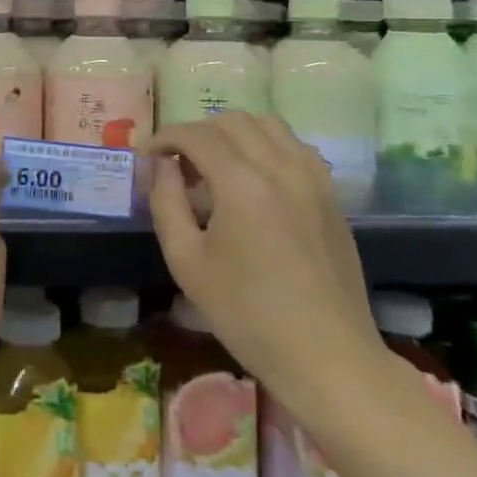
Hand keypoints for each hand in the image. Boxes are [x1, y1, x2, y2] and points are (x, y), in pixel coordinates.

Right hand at [148, 114, 380, 394]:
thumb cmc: (247, 315)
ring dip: (233, 133)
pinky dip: (267, 146)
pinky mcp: (331, 194)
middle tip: (177, 164)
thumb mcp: (187, 262)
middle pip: (232, 121)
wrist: (327, 356)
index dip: (165, 137)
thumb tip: (161, 166)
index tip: (146, 154)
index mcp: (242, 183)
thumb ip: (166, 203)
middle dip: (197, 133)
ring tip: (215, 166)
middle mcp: (281, 166)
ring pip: (268, 125)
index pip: (196, 135)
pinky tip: (254, 179)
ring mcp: (313, 177)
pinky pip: (294, 147)